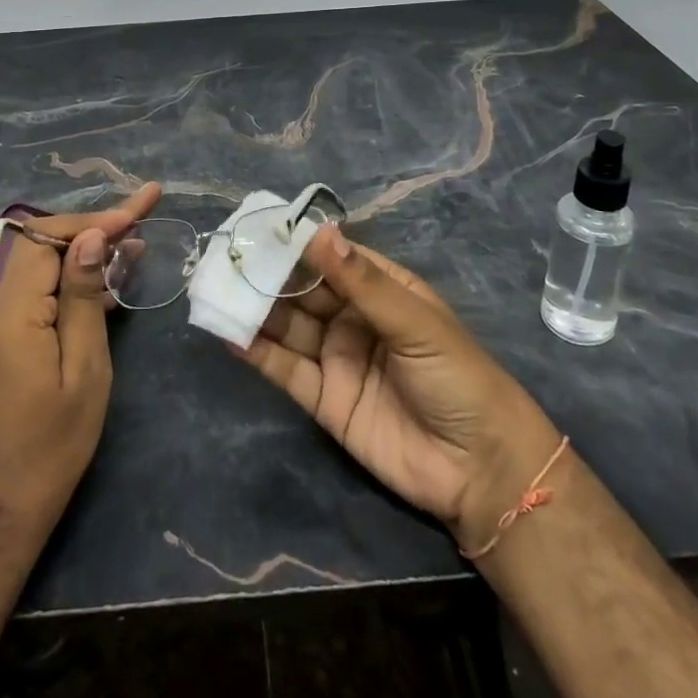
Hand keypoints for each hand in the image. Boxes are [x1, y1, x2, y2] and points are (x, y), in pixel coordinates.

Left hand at [0, 184, 161, 547]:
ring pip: (38, 271)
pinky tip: (103, 288)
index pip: (48, 238)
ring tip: (134, 249)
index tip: (140, 209)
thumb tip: (90, 238)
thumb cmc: (50, 447)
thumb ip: (83, 298)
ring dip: (82, 257)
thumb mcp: (83, 371)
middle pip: (42, 248)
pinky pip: (31, 297)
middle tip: (142, 220)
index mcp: (10, 312)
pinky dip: (66, 286)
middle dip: (93, 231)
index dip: (94, 220)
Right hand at [231, 224, 559, 554]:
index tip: (258, 228)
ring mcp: (336, 358)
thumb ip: (362, 282)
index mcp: (381, 290)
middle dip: (268, 276)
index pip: (331, 258)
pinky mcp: (324, 399)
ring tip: (218, 290)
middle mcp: (354, 318)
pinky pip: (285, 370)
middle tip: (226, 259)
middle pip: (304, 291)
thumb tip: (318, 233)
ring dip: (255, 310)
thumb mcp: (414, 322)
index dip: (297, 244)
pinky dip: (257, 353)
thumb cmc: (457, 376)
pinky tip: (229, 334)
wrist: (479, 469)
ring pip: (288, 327)